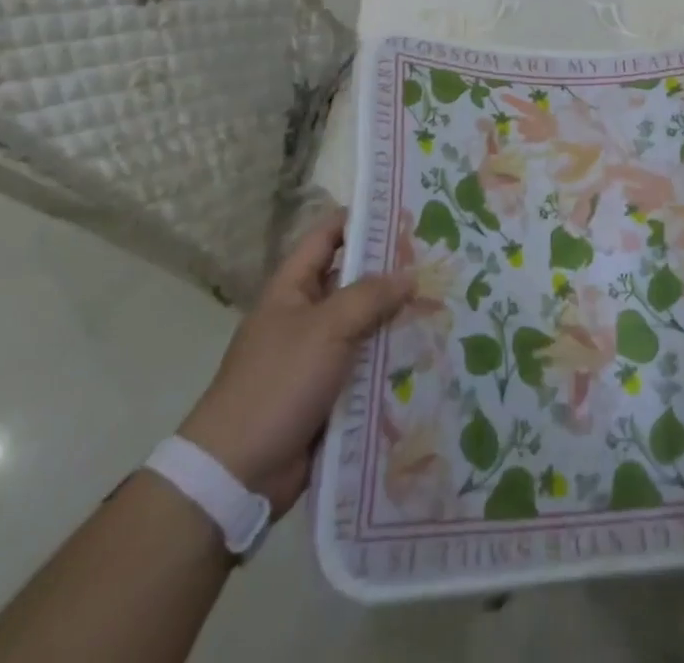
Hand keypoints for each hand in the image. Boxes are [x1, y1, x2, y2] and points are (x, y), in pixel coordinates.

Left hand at [178, 209, 413, 512]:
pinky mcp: (329, 392)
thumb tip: (409, 274)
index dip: (361, 220)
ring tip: (446, 302)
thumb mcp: (326, 328)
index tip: (405, 211)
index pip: (328, 237)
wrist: (237, 473)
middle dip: (392, 271)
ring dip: (398, 318)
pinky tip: (430, 351)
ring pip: (365, 325)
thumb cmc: (278, 382)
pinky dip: (392, 359)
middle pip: (354, 281)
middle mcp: (305, 315)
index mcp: (293, 288)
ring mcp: (317, 355)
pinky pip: (367, 365)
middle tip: (439, 259)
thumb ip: (370, 296)